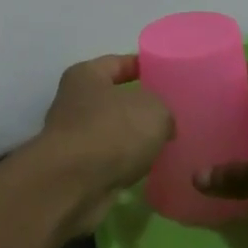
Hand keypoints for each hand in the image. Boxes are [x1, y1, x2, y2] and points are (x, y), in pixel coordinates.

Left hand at [31, 54, 174, 234]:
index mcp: (86, 76)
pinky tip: (149, 168)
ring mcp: (74, 138)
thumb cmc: (113, 132)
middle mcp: (74, 103)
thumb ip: (163, 110)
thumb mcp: (154, 110)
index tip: (168, 76)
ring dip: (134, 139)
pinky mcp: (78, 170)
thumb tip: (163, 125)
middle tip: (173, 114)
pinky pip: (110, 160)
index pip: (119, 63)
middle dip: (141, 108)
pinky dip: (126, 163)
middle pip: (114, 100)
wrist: (74, 184)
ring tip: (166, 144)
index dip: (144, 67)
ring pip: (113, 132)